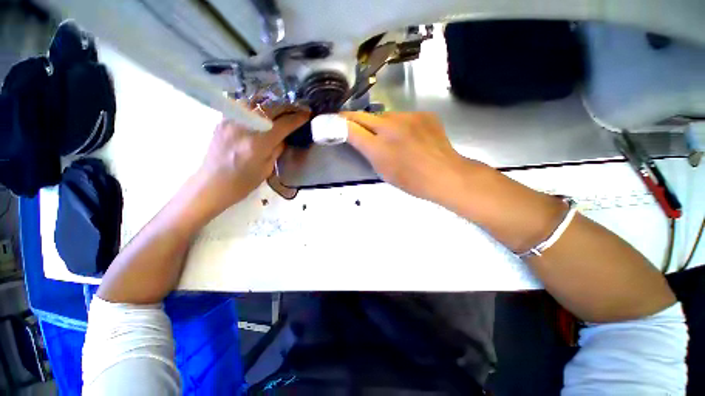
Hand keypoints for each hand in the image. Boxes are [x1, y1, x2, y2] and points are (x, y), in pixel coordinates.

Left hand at [196, 108, 308, 212]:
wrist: (212, 184)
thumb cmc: (243, 182)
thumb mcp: (267, 168)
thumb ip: (277, 149)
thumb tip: (284, 137)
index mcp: (258, 143)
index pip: (283, 124)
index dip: (297, 118)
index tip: (307, 114)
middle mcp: (244, 127)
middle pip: (270, 108)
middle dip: (287, 107)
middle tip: (297, 109)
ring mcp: (231, 121)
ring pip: (255, 103)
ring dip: (271, 104)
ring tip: (280, 109)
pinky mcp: (222, 121)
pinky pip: (243, 108)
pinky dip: (256, 108)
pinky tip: (261, 114)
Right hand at [342, 111, 477, 204]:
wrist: (445, 174)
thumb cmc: (412, 181)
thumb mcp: (383, 171)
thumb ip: (369, 152)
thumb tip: (361, 138)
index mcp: (379, 147)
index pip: (351, 128)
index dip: (339, 124)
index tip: (333, 121)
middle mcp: (391, 127)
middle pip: (364, 116)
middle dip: (353, 118)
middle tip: (348, 121)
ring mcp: (408, 117)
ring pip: (385, 116)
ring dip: (379, 124)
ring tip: (387, 136)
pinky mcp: (423, 114)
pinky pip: (403, 116)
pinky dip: (399, 124)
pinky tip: (407, 136)